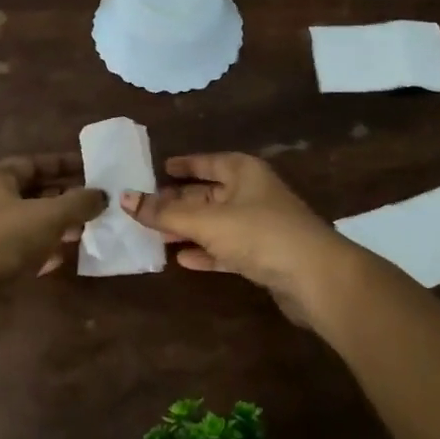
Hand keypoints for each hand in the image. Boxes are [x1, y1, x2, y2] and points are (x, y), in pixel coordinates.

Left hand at [0, 154, 108, 285]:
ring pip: (30, 220)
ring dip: (57, 224)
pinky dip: (44, 247)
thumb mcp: (50, 215)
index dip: (64, 164)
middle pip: (33, 192)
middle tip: (94, 202)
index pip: (34, 163)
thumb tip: (102, 195)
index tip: (91, 169)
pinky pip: (23, 245)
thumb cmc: (7, 239)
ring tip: (86, 229)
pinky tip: (65, 255)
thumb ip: (79, 202)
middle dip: (65, 197)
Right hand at [122, 153, 345, 324]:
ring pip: (216, 223)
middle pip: (209, 193)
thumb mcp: (206, 220)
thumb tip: (124, 198)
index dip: (184, 164)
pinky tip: (183, 259)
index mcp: (244, 172)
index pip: (208, 161)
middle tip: (146, 207)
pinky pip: (226, 249)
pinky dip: (206, 252)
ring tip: (155, 235)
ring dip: (188, 229)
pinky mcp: (264, 256)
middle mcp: (253, 193)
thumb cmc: (259, 233)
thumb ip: (165, 212)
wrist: (315, 277)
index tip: (160, 168)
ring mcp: (260, 226)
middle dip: (179, 201)